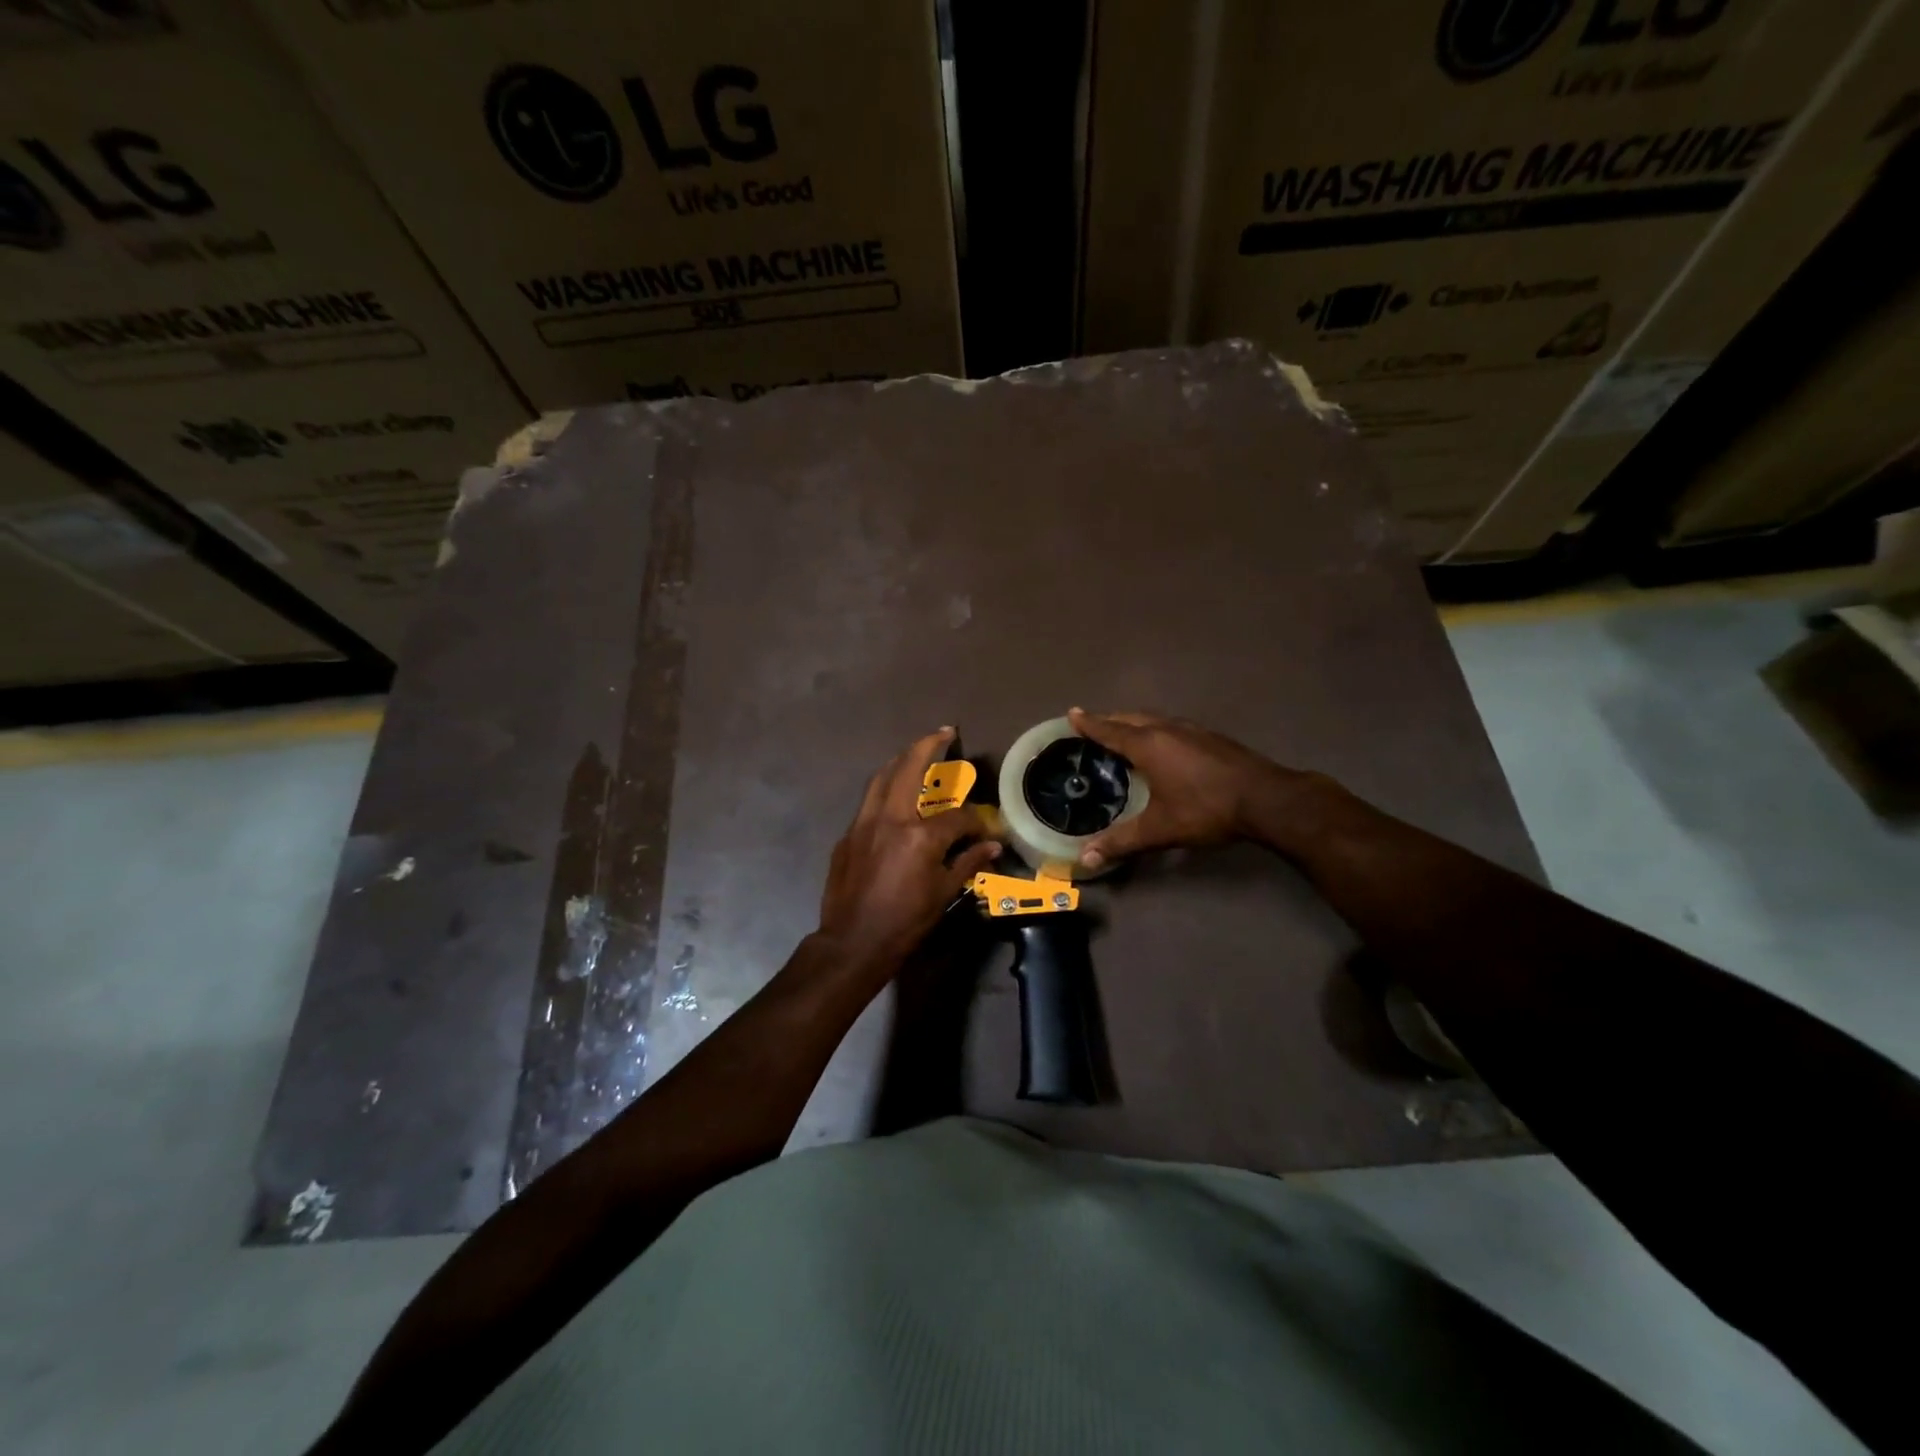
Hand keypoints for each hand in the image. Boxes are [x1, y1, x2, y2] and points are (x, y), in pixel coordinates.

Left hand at [816, 729, 1001, 973]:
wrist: (852, 943)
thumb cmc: (904, 922)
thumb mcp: (943, 894)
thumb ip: (968, 862)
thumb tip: (992, 845)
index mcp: (920, 836)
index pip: (957, 816)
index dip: (975, 821)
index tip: (984, 829)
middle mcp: (890, 818)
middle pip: (909, 768)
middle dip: (927, 745)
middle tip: (943, 732)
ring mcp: (864, 823)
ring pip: (881, 778)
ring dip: (900, 761)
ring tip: (915, 753)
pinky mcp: (847, 835)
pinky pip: (868, 803)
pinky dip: (884, 791)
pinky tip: (893, 799)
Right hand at [1067, 708, 1321, 868]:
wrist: (1266, 799)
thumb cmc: (1206, 809)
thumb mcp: (1160, 829)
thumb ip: (1122, 841)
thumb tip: (1085, 859)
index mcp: (1148, 745)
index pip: (1110, 730)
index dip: (1090, 723)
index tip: (1072, 713)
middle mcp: (1167, 729)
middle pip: (1131, 718)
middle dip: (1109, 720)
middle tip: (1092, 725)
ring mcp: (1192, 730)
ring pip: (1154, 719)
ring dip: (1134, 722)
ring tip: (1122, 732)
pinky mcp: (1211, 737)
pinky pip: (1171, 726)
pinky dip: (1155, 729)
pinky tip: (1162, 745)